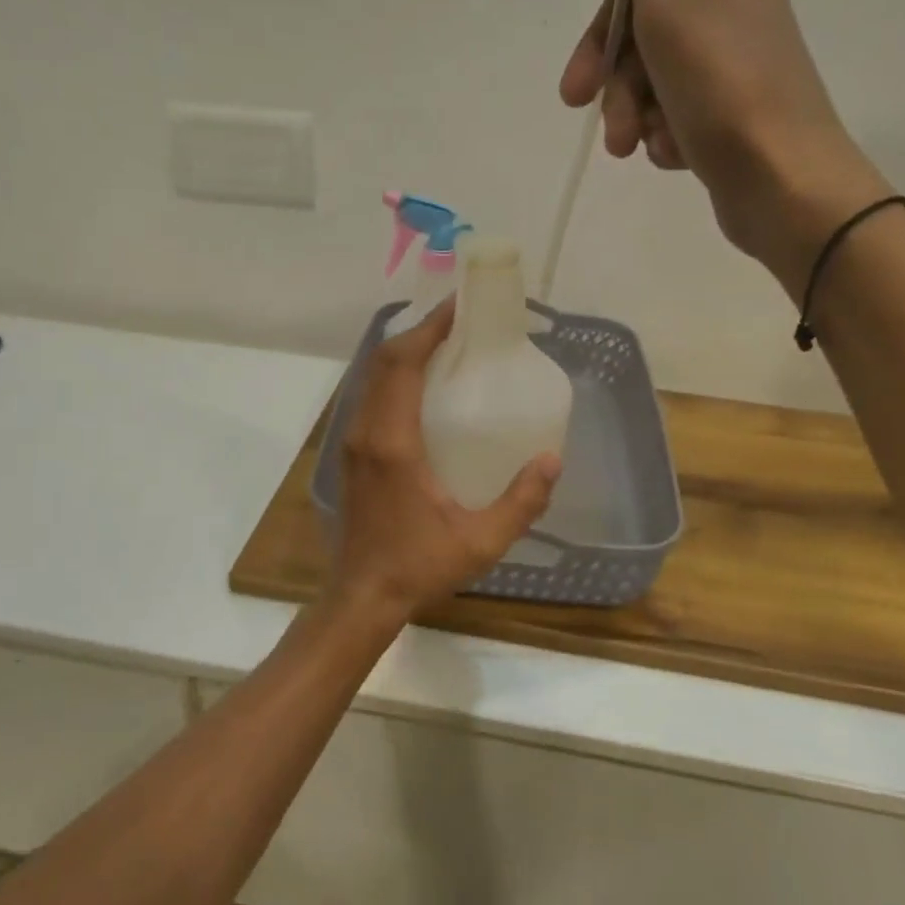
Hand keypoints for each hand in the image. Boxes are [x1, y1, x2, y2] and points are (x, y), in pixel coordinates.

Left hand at [330, 301, 560, 629]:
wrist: (362, 597)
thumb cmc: (419, 567)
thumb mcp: (481, 541)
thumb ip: (521, 502)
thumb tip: (552, 459)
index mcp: (393, 442)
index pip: (403, 364)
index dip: (428, 329)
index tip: (458, 307)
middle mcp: (367, 432)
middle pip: (384, 361)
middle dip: (418, 332)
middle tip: (458, 321)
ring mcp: (353, 442)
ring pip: (372, 377)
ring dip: (403, 352)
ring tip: (443, 344)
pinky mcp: (353, 454)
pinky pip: (371, 397)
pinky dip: (394, 376)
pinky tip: (423, 386)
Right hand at [559, 0, 893, 293]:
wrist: (782, 179)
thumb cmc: (723, 83)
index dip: (600, 37)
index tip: (577, 87)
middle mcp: (733, 1)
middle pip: (641, 36)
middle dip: (616, 88)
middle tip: (608, 130)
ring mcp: (733, 61)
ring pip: (653, 80)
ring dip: (635, 116)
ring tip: (638, 148)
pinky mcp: (732, 111)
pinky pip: (675, 114)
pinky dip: (664, 135)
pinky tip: (674, 154)